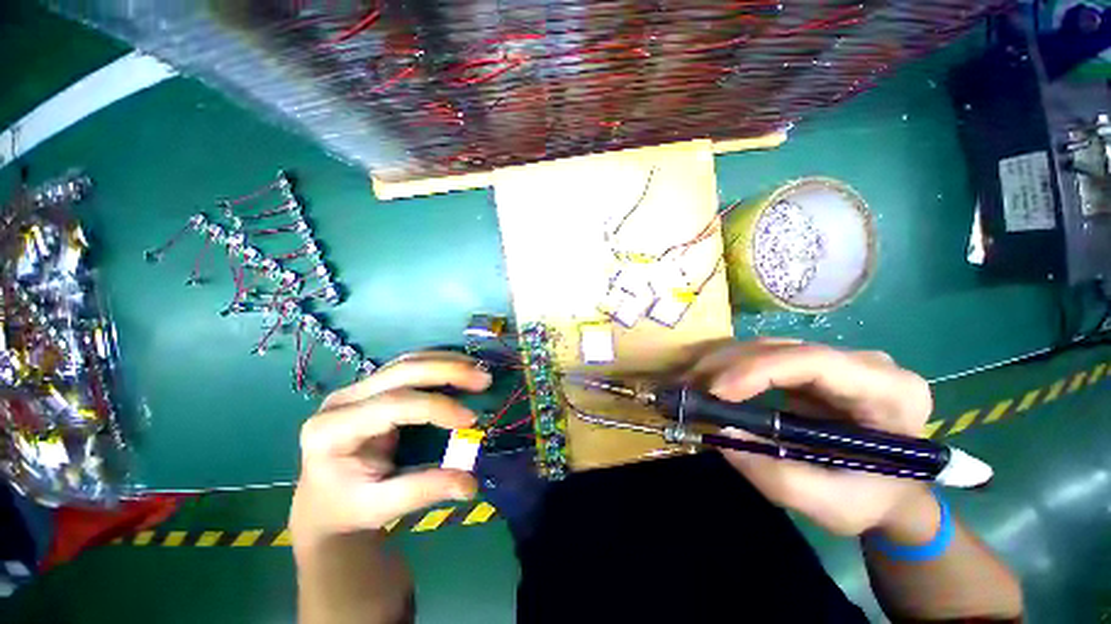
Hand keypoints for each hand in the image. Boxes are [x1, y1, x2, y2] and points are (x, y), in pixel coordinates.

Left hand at [290, 352, 490, 548]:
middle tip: (485, 379)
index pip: (392, 405)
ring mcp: (357, 388)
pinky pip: (409, 365)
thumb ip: (424, 491)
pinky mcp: (372, 386)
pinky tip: (461, 368)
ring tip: (479, 369)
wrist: (323, 502)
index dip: (436, 407)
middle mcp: (342, 400)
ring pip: (407, 361)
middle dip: (448, 371)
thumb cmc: (348, 507)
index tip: (471, 420)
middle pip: (401, 371)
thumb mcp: (381, 507)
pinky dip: (439, 363)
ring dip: (447, 362)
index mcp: (332, 430)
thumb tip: (471, 483)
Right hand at [687, 339, 933, 535]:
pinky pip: (763, 357)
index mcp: (889, 392)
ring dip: (723, 363)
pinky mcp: (811, 367)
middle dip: (729, 365)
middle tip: (690, 386)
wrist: (892, 492)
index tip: (717, 392)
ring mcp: (835, 360)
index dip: (759, 370)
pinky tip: (708, 380)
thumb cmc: (872, 501)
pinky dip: (730, 367)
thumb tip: (721, 434)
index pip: (816, 362)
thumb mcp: (831, 505)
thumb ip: (777, 476)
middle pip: (784, 349)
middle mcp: (864, 363)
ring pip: (767, 347)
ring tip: (691, 383)